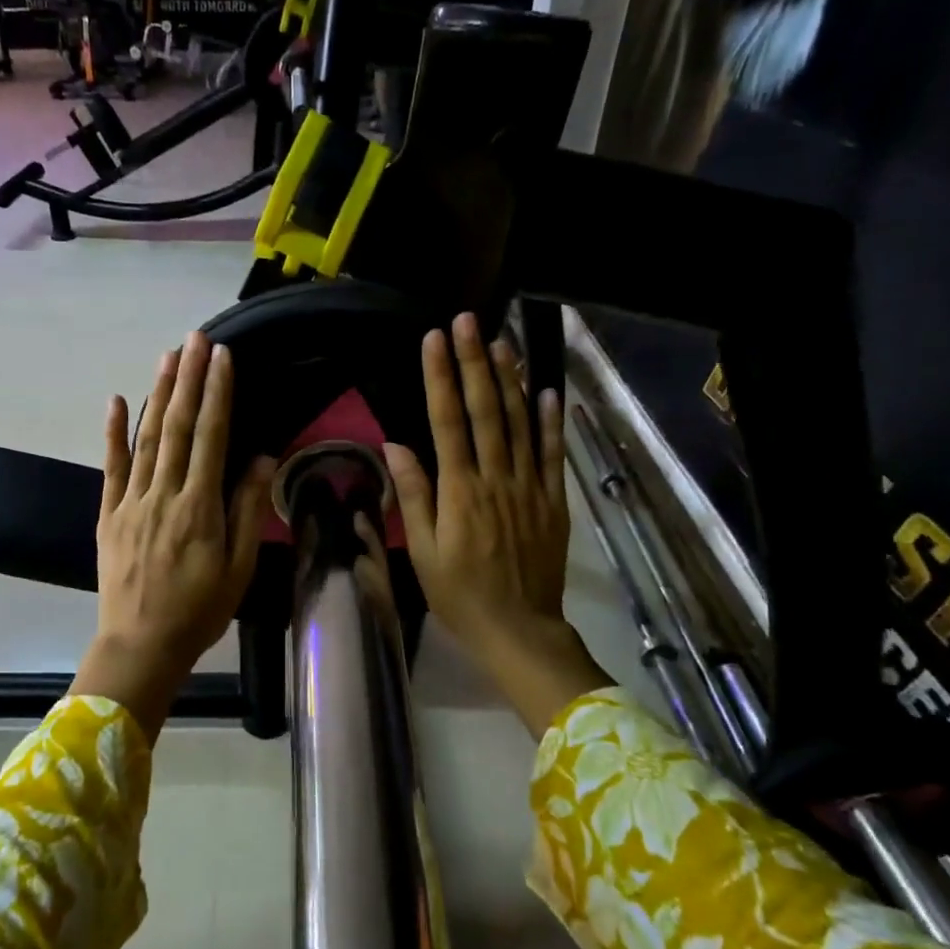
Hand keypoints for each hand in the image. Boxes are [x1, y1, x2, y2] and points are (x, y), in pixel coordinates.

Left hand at [72, 332, 274, 737]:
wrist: (140, 645)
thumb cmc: (199, 611)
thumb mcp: (238, 568)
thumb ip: (247, 511)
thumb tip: (262, 459)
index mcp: (200, 507)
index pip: (211, 437)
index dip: (217, 394)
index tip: (223, 357)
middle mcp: (164, 495)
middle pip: (176, 426)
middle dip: (188, 379)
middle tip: (195, 338)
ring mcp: (131, 502)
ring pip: (146, 439)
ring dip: (157, 394)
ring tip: (167, 356)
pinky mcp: (108, 515)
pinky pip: (111, 467)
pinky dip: (113, 433)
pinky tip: (115, 401)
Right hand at [384, 313, 608, 735]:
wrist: (518, 628)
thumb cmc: (460, 594)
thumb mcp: (423, 552)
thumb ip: (413, 496)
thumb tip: (395, 446)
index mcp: (460, 492)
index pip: (448, 422)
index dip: (441, 378)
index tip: (434, 339)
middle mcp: (496, 479)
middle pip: (487, 411)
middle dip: (475, 362)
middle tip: (469, 320)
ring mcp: (530, 487)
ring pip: (522, 423)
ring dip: (512, 379)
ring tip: (503, 341)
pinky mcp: (553, 500)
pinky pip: (553, 453)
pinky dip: (551, 421)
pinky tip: (548, 391)